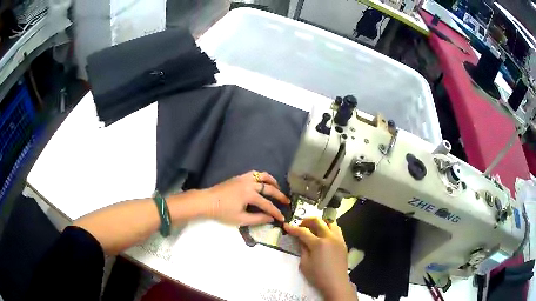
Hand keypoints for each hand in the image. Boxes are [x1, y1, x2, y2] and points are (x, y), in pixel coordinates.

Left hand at [201, 171, 289, 225]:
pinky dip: (262, 177)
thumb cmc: (223, 212)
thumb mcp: (240, 219)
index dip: (275, 212)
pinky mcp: (239, 177)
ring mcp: (244, 178)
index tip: (282, 217)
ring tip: (277, 188)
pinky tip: (263, 183)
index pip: (267, 204)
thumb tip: (271, 218)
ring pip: (263, 176)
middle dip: (279, 195)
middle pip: (269, 188)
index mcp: (250, 195)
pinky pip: (254, 173)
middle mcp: (250, 184)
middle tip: (286, 201)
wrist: (207, 201)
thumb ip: (257, 219)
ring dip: (272, 182)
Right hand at [284, 218, 356, 300]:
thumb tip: (301, 240)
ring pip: (330, 222)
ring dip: (320, 222)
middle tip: (300, 225)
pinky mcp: (343, 243)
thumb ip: (302, 249)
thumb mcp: (304, 264)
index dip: (293, 228)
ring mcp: (338, 239)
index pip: (303, 232)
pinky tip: (324, 235)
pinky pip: (336, 229)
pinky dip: (328, 228)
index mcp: (318, 244)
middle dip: (307, 221)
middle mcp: (329, 237)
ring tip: (313, 228)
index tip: (286, 226)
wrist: (336, 283)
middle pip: (318, 221)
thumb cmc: (318, 276)